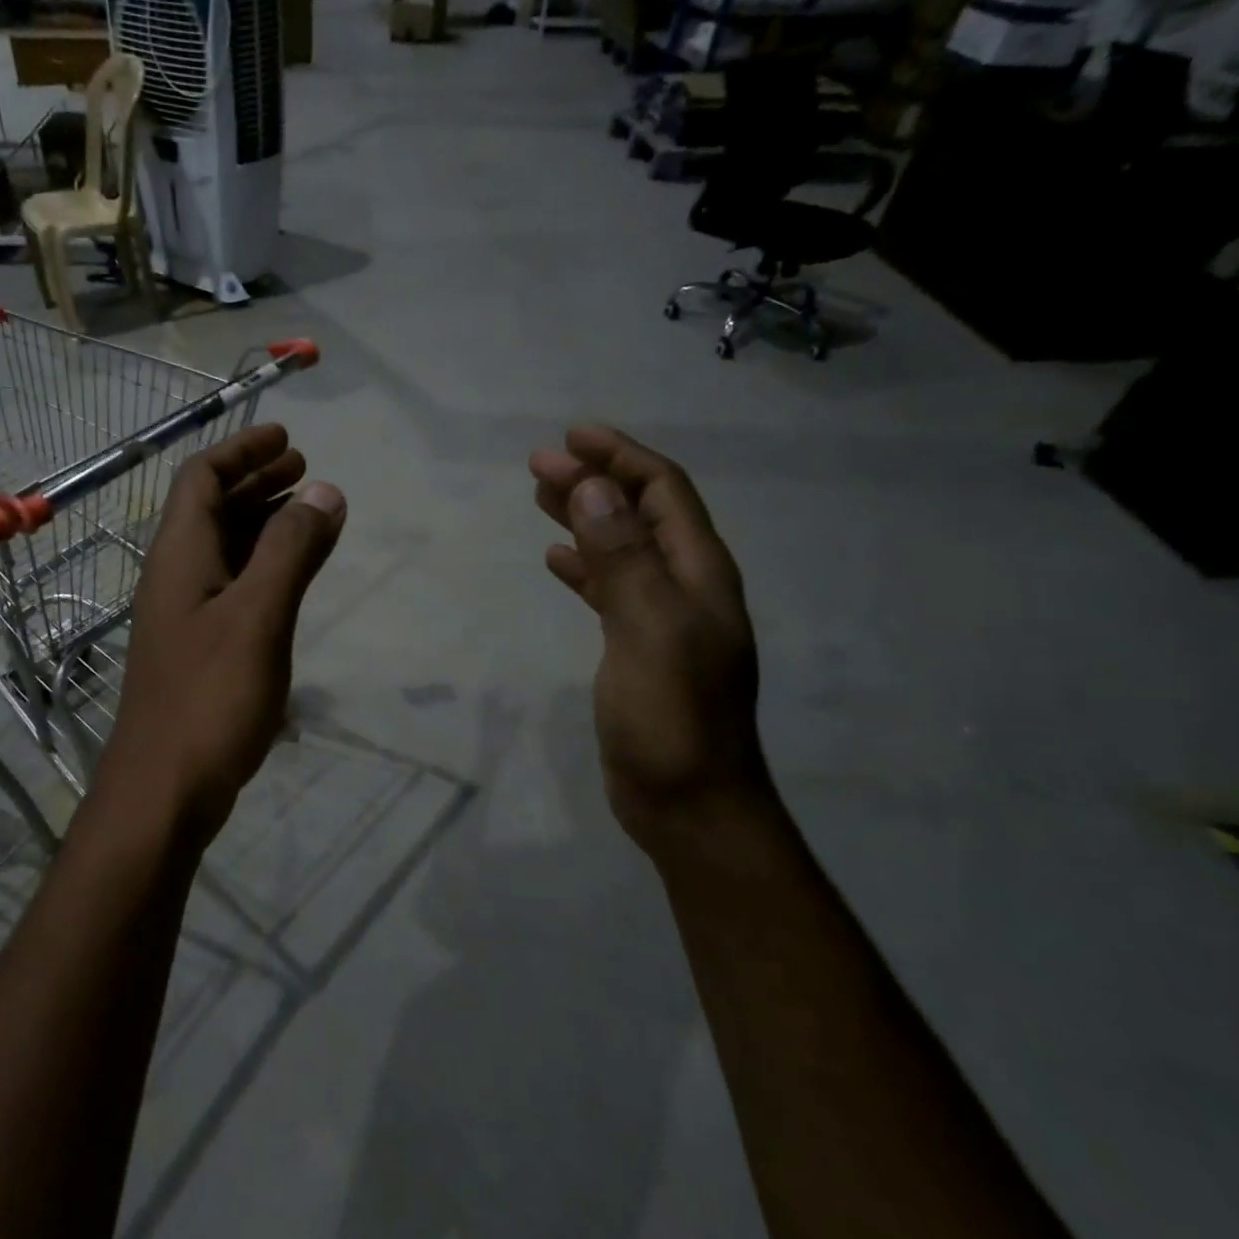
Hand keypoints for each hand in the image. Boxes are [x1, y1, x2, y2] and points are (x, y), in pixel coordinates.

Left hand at [98, 425, 345, 847]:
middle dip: (255, 481)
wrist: (164, 789)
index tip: (286, 438)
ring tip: (307, 512)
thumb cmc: (210, 697)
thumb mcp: (258, 616)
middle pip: (211, 509)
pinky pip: (232, 586)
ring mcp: (185, 615)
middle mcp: (176, 576)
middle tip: (303, 468)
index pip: (202, 479)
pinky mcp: (199, 648)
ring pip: (224, 549)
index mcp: (180, 556)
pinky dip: (263, 566)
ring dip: (262, 522)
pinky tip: (290, 577)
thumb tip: (325, 491)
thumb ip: (291, 551)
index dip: (242, 450)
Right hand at [530, 426, 768, 848]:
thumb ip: (623, 557)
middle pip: (640, 513)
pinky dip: (584, 566)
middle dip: (595, 480)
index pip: (663, 492)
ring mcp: (662, 618)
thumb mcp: (648, 628)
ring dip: (585, 517)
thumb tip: (595, 487)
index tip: (571, 436)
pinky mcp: (638, 647)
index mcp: (698, 572)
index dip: (621, 457)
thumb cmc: (673, 716)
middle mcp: (685, 585)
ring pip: (622, 548)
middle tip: (540, 463)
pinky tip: (556, 560)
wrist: (689, 802)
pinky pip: (610, 588)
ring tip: (541, 497)